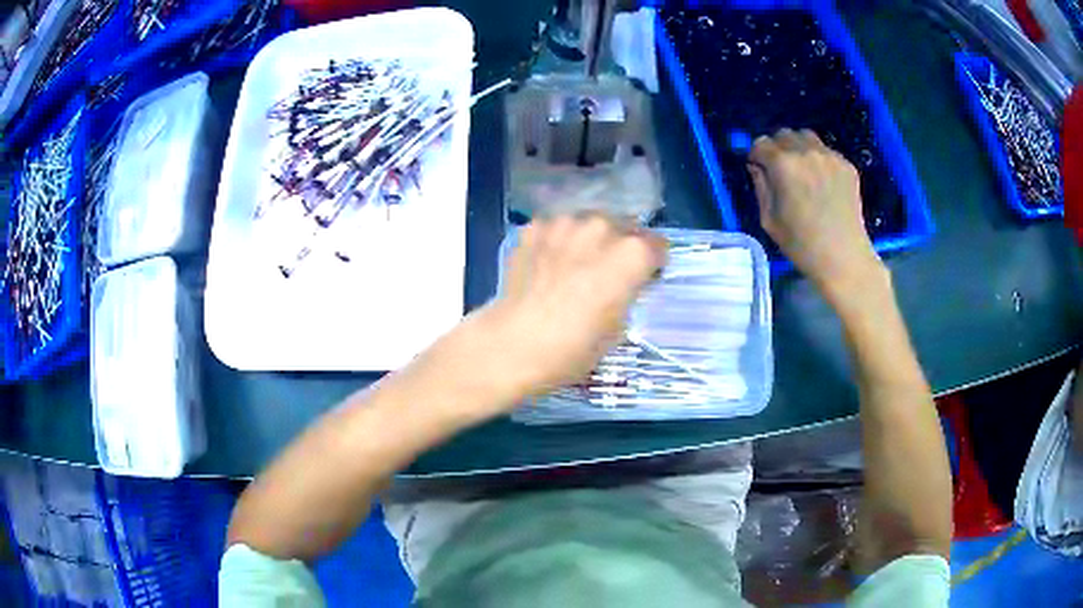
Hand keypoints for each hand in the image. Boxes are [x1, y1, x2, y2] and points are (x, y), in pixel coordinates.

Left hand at [482, 215, 666, 395]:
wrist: (514, 344)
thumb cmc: (575, 347)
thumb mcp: (619, 327)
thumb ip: (627, 293)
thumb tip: (621, 284)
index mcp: (632, 253)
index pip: (657, 246)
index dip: (651, 264)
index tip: (642, 279)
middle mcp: (602, 227)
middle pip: (624, 228)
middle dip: (620, 247)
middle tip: (607, 273)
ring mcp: (565, 223)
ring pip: (589, 223)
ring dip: (589, 239)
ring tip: (575, 266)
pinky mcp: (535, 227)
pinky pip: (556, 228)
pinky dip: (557, 241)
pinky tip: (547, 264)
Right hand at [748, 129, 884, 301]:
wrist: (844, 258)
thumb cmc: (802, 245)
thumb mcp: (769, 221)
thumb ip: (761, 187)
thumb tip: (757, 168)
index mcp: (783, 165)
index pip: (761, 143)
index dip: (757, 155)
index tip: (759, 169)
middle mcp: (806, 152)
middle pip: (784, 134)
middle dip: (777, 148)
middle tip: (781, 170)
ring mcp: (830, 157)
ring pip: (807, 137)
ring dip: (799, 148)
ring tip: (803, 171)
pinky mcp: (847, 165)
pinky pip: (827, 151)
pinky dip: (819, 159)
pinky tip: (823, 183)